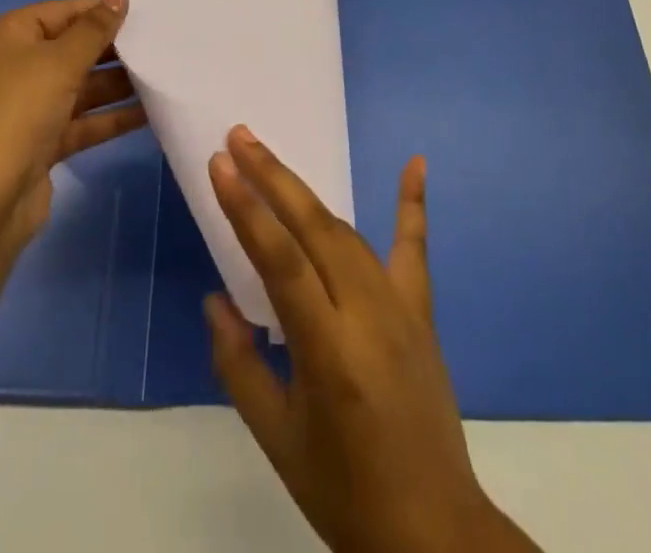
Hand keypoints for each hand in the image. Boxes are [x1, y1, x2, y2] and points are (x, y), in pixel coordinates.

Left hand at [0, 0, 145, 242]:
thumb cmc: (17, 112)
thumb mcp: (59, 61)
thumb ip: (94, 30)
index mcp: (5, 38)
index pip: (58, 12)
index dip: (97, 9)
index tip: (141, 10)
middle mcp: (12, 68)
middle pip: (69, 49)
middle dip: (111, 48)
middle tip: (158, 43)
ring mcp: (25, 108)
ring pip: (79, 86)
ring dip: (116, 83)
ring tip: (162, 74)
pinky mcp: (40, 143)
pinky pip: (81, 121)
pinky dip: (110, 117)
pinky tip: (148, 112)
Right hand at [206, 128, 536, 552]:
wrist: (434, 531)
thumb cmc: (344, 491)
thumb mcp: (277, 440)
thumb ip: (239, 365)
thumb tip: (216, 299)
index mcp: (329, 352)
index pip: (281, 261)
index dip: (247, 209)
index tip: (220, 164)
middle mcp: (368, 315)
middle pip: (316, 229)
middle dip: (273, 177)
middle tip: (240, 137)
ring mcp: (401, 307)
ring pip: (347, 233)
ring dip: (306, 193)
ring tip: (270, 159)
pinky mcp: (421, 311)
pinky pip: (414, 248)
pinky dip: (412, 203)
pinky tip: (415, 162)